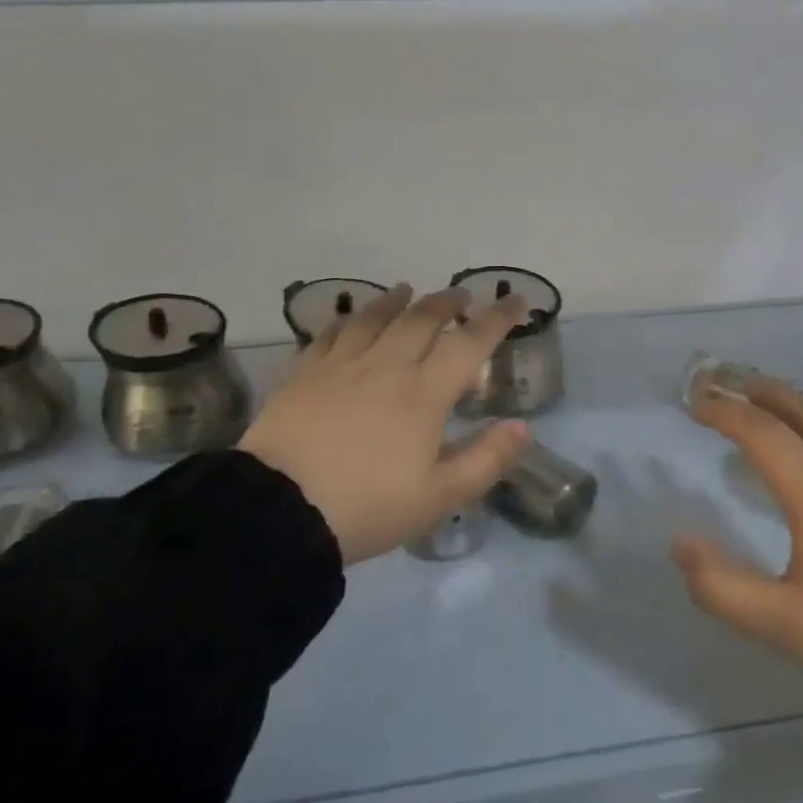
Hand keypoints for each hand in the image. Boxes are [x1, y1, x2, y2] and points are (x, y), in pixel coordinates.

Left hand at [239, 284, 533, 562]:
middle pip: (421, 319)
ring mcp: (341, 365)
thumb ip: (486, 460)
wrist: (279, 511)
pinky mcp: (304, 374)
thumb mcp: (439, 497)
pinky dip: (347, 320)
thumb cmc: (367, 506)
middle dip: (446, 302)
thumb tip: (523, 427)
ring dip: (396, 300)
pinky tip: (349, 319)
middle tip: (460, 296)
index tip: (516, 301)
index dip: (497, 319)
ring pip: (374, 317)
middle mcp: (386, 365)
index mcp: (424, 392)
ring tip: (407, 290)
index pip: (470, 342)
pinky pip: (330, 334)